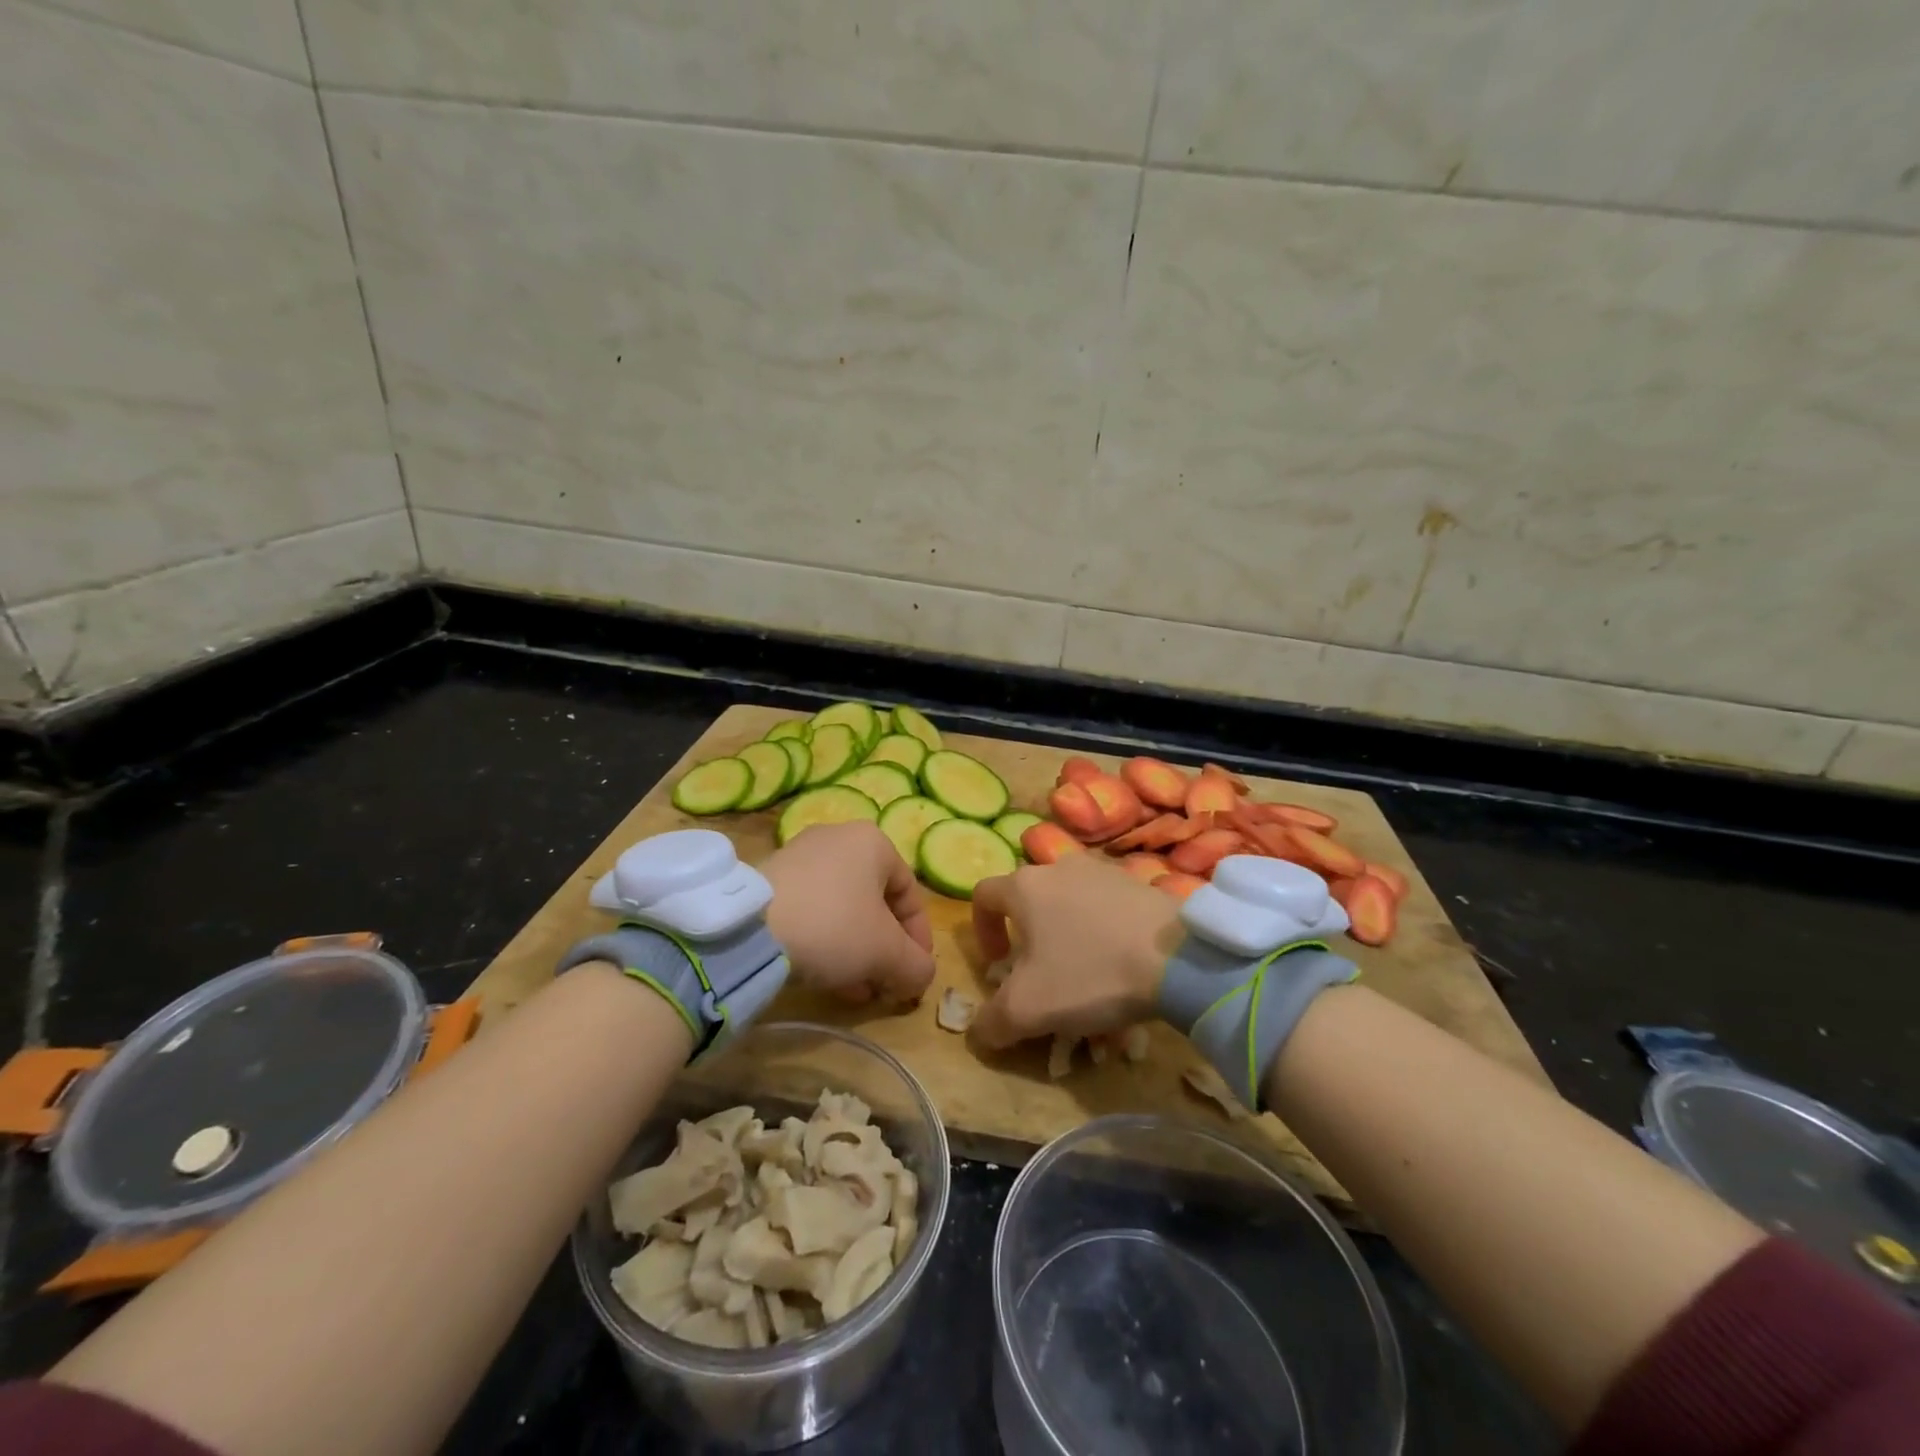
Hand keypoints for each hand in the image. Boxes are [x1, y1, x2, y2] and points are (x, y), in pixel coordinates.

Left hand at [762, 821, 935, 1004]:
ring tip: (855, 988)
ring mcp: (800, 855)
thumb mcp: (887, 953)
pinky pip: (811, 909)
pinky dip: (824, 940)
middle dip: (884, 948)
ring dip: (856, 950)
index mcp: (873, 842)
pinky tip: (823, 975)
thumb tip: (920, 977)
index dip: (919, 939)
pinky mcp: (770, 877)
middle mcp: (838, 837)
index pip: (911, 894)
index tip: (915, 973)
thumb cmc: (834, 927)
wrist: (750, 928)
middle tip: (884, 983)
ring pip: (843, 908)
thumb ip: (916, 966)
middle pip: (875, 902)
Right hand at [970, 856, 1181, 1049]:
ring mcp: (1103, 871)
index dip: (982, 930)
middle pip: (1029, 899)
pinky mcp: (1138, 884)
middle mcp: (1060, 867)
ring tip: (1085, 978)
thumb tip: (980, 1030)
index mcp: (1025, 887)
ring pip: (1070, 903)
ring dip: (1067, 936)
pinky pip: (1106, 908)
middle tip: (1041, 975)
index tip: (998, 965)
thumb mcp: (1028, 1009)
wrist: (1179, 958)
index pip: (983, 895)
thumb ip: (992, 1021)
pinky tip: (1120, 969)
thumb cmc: (1090, 974)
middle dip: (1028, 937)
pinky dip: (1102, 934)